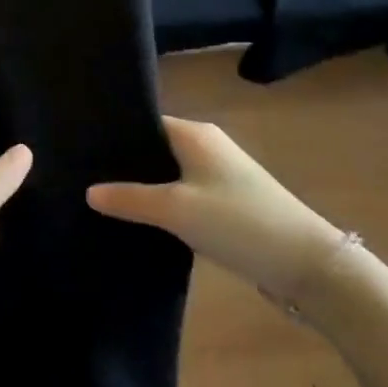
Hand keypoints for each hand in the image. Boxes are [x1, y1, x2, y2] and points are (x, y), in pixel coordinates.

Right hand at [87, 117, 346, 304]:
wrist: (307, 264)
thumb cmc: (238, 221)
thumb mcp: (176, 209)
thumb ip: (130, 198)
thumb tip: (88, 191)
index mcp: (194, 133)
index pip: (144, 122)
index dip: (114, 135)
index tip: (80, 149)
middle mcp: (206, 146)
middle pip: (154, 148)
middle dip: (124, 164)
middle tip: (83, 178)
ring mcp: (219, 175)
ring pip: (168, 174)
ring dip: (144, 187)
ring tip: (103, 200)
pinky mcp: (227, 202)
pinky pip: (183, 194)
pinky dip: (163, 204)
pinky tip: (140, 221)